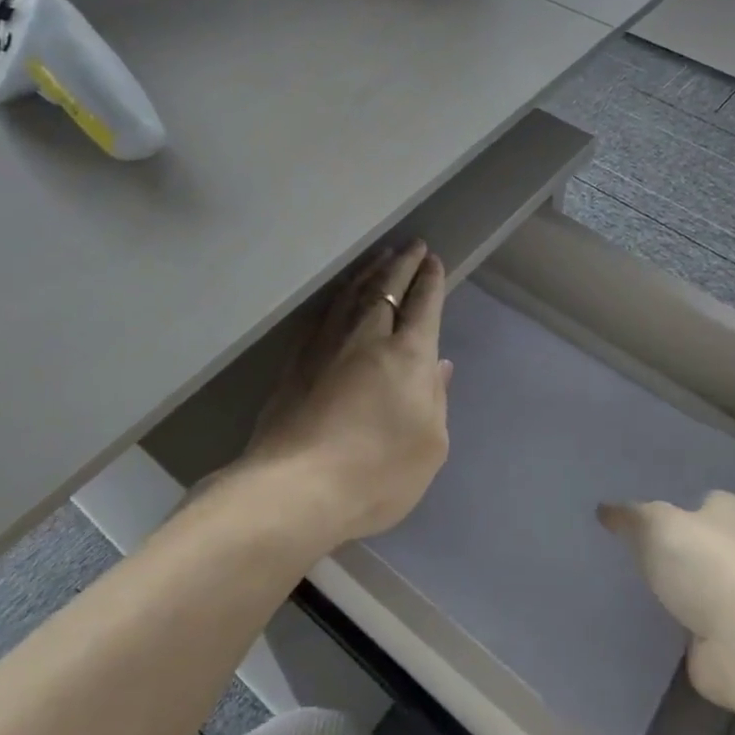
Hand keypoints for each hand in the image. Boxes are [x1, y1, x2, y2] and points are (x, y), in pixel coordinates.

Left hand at [240, 242, 451, 548]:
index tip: (433, 260)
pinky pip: (322, 316)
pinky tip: (338, 297)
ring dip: (370, 272)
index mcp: (408, 355)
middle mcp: (368, 338)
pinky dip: (336, 299)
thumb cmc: (378, 472)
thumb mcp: (430, 445)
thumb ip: (436, 399)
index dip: (430, 281)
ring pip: (352, 295)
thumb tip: (439, 365)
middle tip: (412, 245)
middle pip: (386, 288)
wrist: (297, 489)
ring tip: (380, 257)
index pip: (423, 305)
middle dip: (402, 264)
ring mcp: (327, 346)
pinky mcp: (296, 363)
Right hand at [599, 492, 734, 708]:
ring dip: (684, 583)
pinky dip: (677, 620)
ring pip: (705, 582)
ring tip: (640, 575)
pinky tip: (647, 615)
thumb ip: (631, 516)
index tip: (698, 502)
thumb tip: (605, 508)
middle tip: (651, 537)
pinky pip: (694, 621)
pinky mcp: (726, 638)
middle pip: (718, 541)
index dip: (718, 503)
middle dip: (692, 541)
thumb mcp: (656, 525)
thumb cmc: (706, 563)